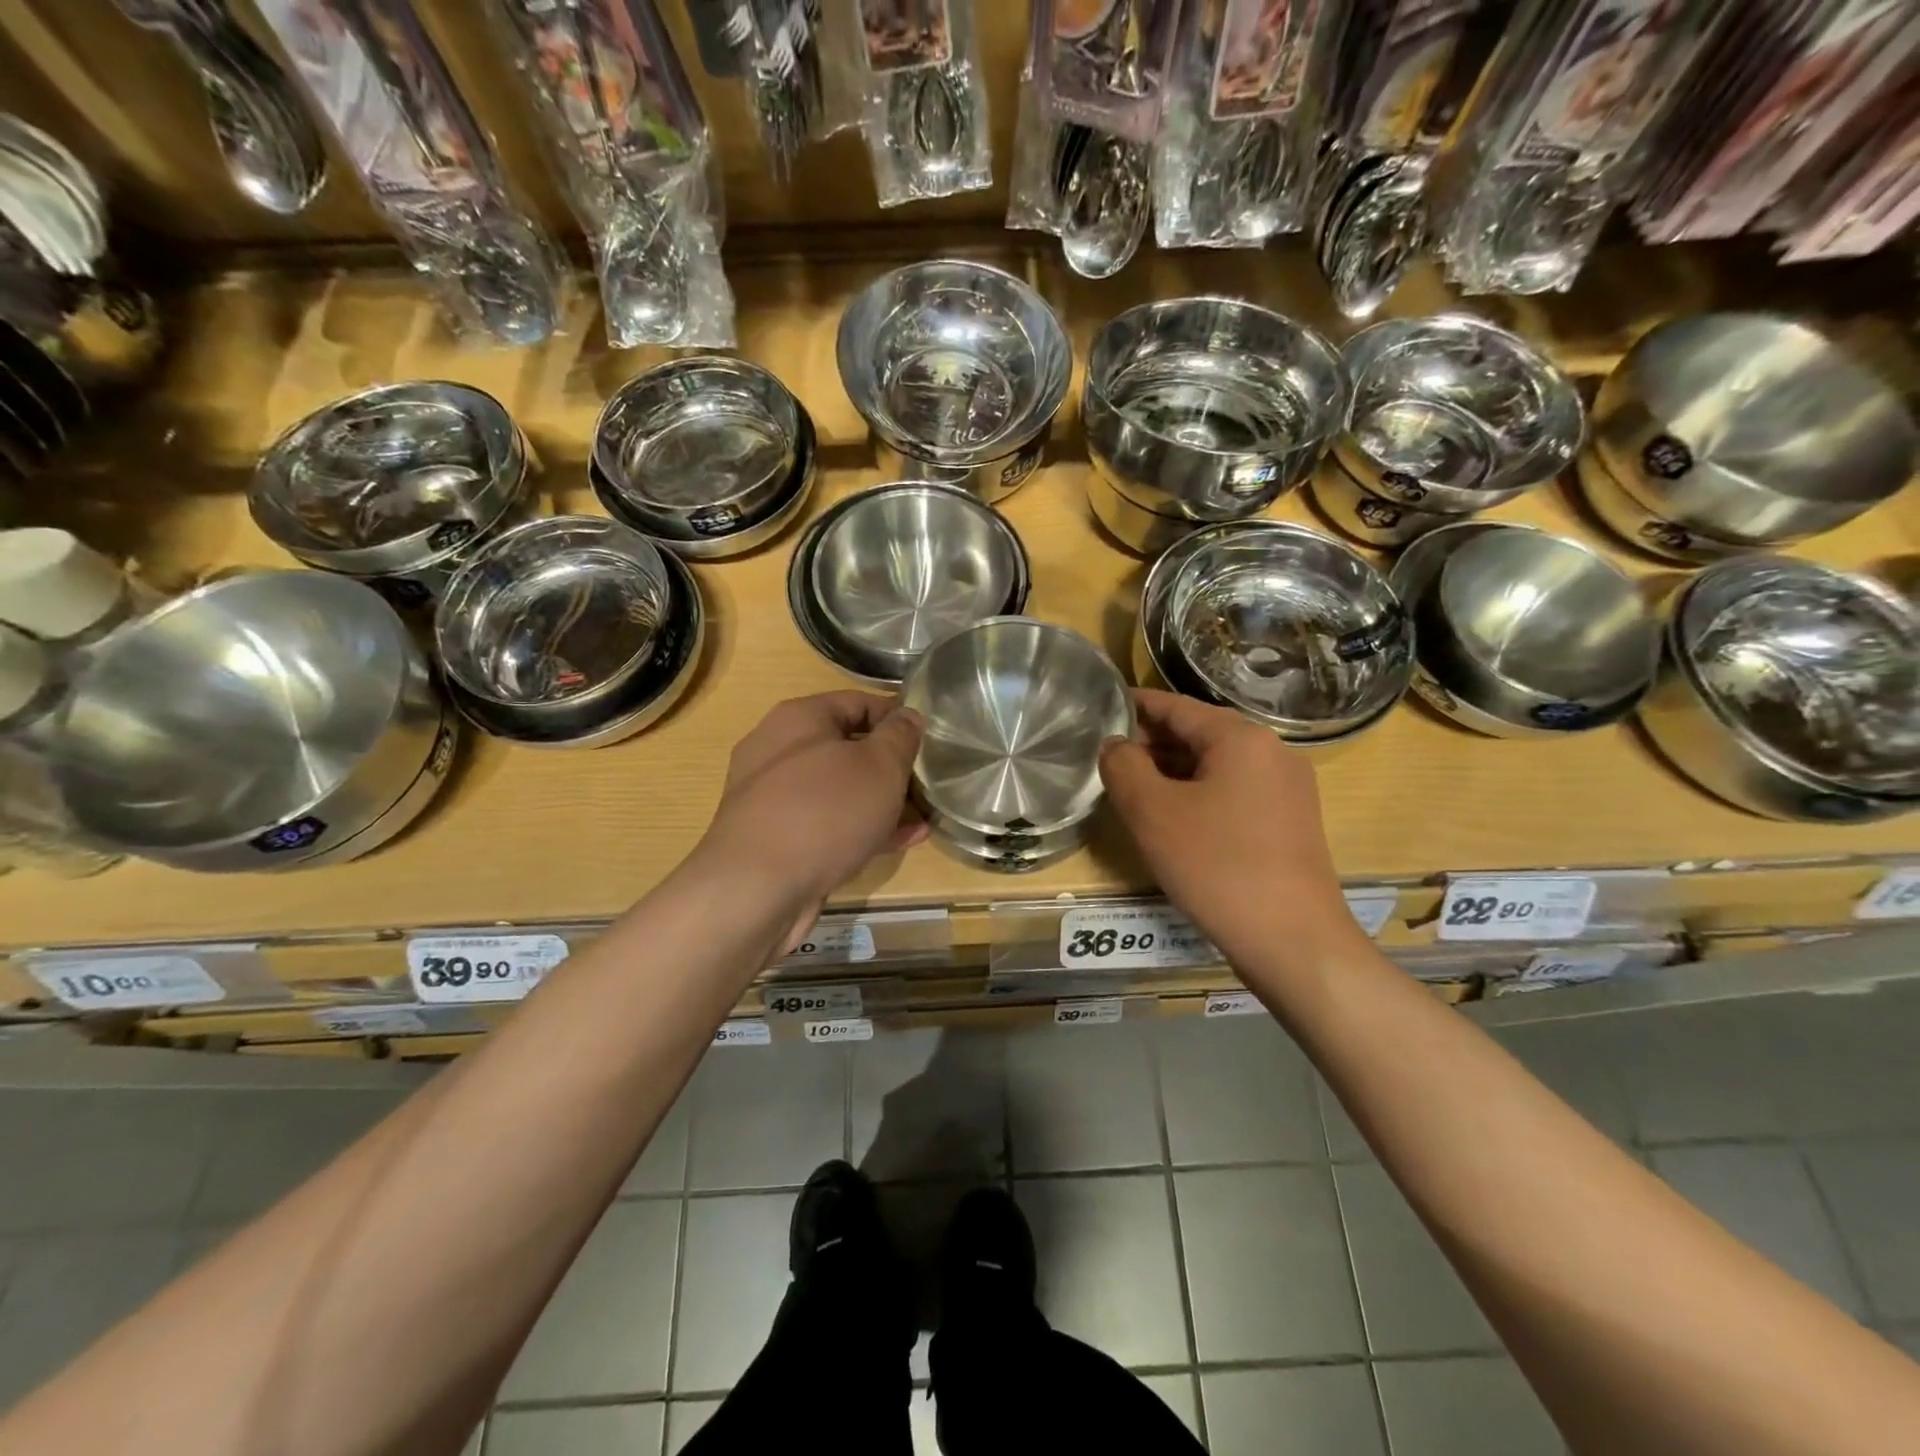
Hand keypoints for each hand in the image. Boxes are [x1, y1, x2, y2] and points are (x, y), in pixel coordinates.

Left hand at [698, 693, 925, 932]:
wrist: (756, 889)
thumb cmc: (825, 812)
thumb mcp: (880, 766)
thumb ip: (900, 736)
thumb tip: (908, 716)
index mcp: (799, 719)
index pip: (859, 702)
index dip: (898, 717)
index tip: (931, 738)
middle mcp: (779, 751)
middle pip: (847, 747)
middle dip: (891, 766)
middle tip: (927, 783)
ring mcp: (773, 797)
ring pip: (839, 789)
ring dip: (880, 801)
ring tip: (922, 817)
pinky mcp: (776, 838)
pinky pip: (826, 823)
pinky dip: (860, 828)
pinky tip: (897, 843)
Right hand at [1099, 689, 1360, 968]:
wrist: (1293, 941)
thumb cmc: (1217, 866)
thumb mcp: (1153, 813)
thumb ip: (1123, 767)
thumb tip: (1114, 745)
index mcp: (1241, 737)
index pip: (1176, 706)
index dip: (1134, 707)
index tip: (1099, 710)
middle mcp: (1272, 752)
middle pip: (1199, 733)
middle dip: (1152, 743)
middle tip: (1108, 760)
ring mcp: (1287, 788)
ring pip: (1216, 765)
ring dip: (1173, 772)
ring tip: (1133, 790)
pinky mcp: (1290, 822)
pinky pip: (1234, 792)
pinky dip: (1199, 795)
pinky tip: (1173, 819)